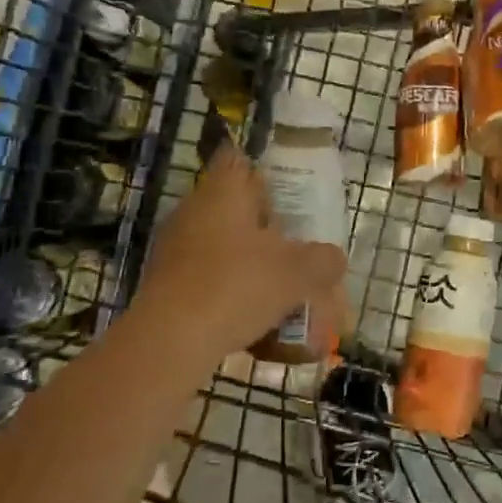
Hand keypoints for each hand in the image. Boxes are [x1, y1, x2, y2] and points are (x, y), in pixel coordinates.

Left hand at [135, 147, 346, 354]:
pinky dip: (236, 293)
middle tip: (300, 245)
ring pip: (226, 247)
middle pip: (238, 208)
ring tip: (287, 289)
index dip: (266, 169)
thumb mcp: (298, 272)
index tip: (292, 189)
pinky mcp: (168, 286)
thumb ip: (324, 260)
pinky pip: (212, 280)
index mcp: (222, 192)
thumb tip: (333, 259)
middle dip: (270, 227)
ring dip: (255, 264)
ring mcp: (176, 250)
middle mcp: (194, 212)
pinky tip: (261, 321)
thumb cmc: (237, 287)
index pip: (238, 158)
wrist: (169, 343)